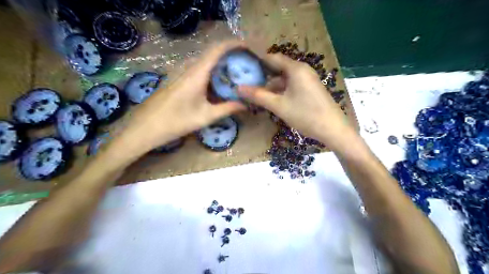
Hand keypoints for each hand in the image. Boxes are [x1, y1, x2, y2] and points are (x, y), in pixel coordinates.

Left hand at [119, 39, 248, 152]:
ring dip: (220, 64)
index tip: (247, 48)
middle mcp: (188, 67)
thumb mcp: (206, 116)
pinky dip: (211, 71)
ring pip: (205, 61)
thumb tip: (246, 105)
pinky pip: (198, 68)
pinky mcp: (177, 78)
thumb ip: (227, 108)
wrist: (146, 127)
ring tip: (234, 74)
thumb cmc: (177, 121)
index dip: (233, 44)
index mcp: (197, 73)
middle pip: (212, 53)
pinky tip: (217, 84)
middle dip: (229, 55)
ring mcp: (181, 71)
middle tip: (244, 65)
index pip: (217, 50)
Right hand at [239, 53, 357, 151]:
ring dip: (271, 85)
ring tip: (255, 93)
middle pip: (278, 67)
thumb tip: (238, 88)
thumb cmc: (305, 115)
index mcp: (295, 68)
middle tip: (246, 82)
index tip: (242, 68)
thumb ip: (258, 96)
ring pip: (284, 78)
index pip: (272, 58)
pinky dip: (280, 90)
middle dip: (262, 75)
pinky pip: (291, 85)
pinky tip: (271, 99)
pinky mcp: (310, 89)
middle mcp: (302, 70)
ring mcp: (307, 80)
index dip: (256, 61)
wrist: (333, 129)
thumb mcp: (279, 106)